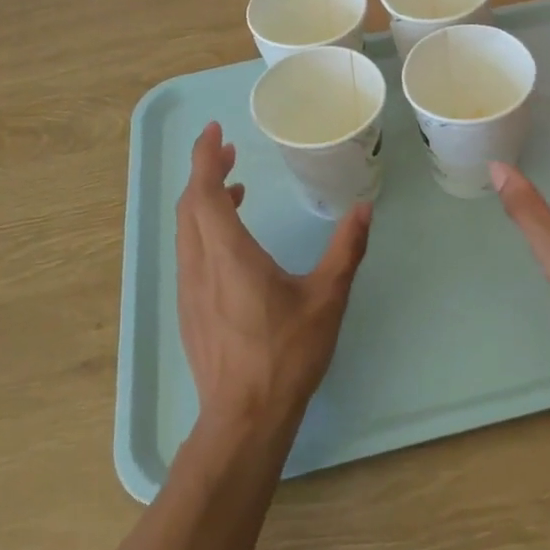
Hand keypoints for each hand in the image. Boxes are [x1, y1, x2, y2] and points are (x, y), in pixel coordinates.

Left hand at [175, 122, 371, 436]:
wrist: (243, 418)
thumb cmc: (285, 354)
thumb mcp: (326, 298)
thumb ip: (345, 250)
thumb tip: (363, 210)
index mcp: (229, 254)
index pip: (205, 192)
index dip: (206, 157)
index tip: (215, 132)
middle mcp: (200, 265)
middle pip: (190, 205)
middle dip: (204, 171)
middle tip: (227, 150)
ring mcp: (189, 289)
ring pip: (186, 229)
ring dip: (203, 200)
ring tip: (234, 187)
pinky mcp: (189, 309)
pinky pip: (189, 252)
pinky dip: (203, 227)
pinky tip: (231, 239)